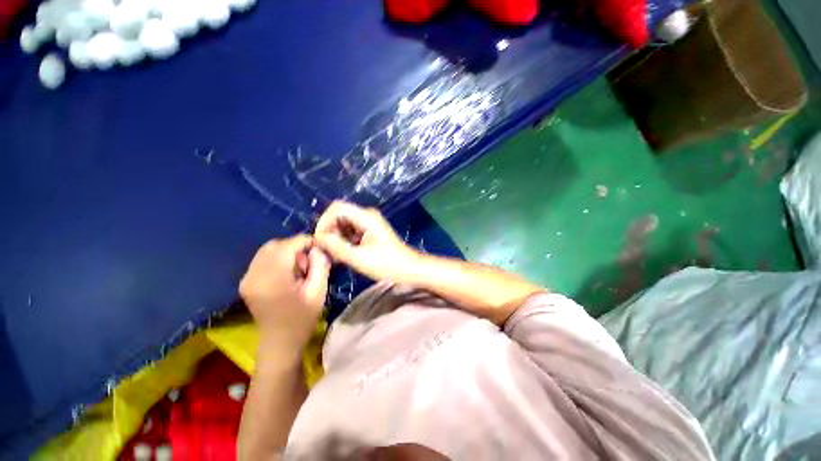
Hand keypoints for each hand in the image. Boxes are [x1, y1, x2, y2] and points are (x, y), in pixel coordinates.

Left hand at [239, 235, 330, 352]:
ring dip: (286, 253)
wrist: (280, 344)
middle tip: (308, 261)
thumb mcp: (319, 292)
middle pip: (274, 245)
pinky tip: (287, 273)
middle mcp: (254, 275)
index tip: (318, 243)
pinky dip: (277, 259)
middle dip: (294, 247)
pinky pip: (262, 260)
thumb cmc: (302, 319)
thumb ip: (320, 266)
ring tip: (299, 269)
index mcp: (272, 279)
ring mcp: (246, 279)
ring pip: (267, 251)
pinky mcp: (246, 283)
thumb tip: (317, 249)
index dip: (304, 240)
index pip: (287, 246)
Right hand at [314, 201, 419, 281]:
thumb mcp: (358, 258)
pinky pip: (351, 231)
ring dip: (336, 237)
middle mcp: (367, 215)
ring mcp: (369, 223)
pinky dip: (345, 240)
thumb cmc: (387, 264)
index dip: (324, 221)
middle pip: (340, 215)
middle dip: (330, 231)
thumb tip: (317, 237)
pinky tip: (344, 254)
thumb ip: (336, 247)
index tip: (320, 240)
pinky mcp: (370, 231)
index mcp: (366, 217)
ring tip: (335, 255)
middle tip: (327, 250)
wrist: (409, 268)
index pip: (337, 207)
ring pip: (345, 224)